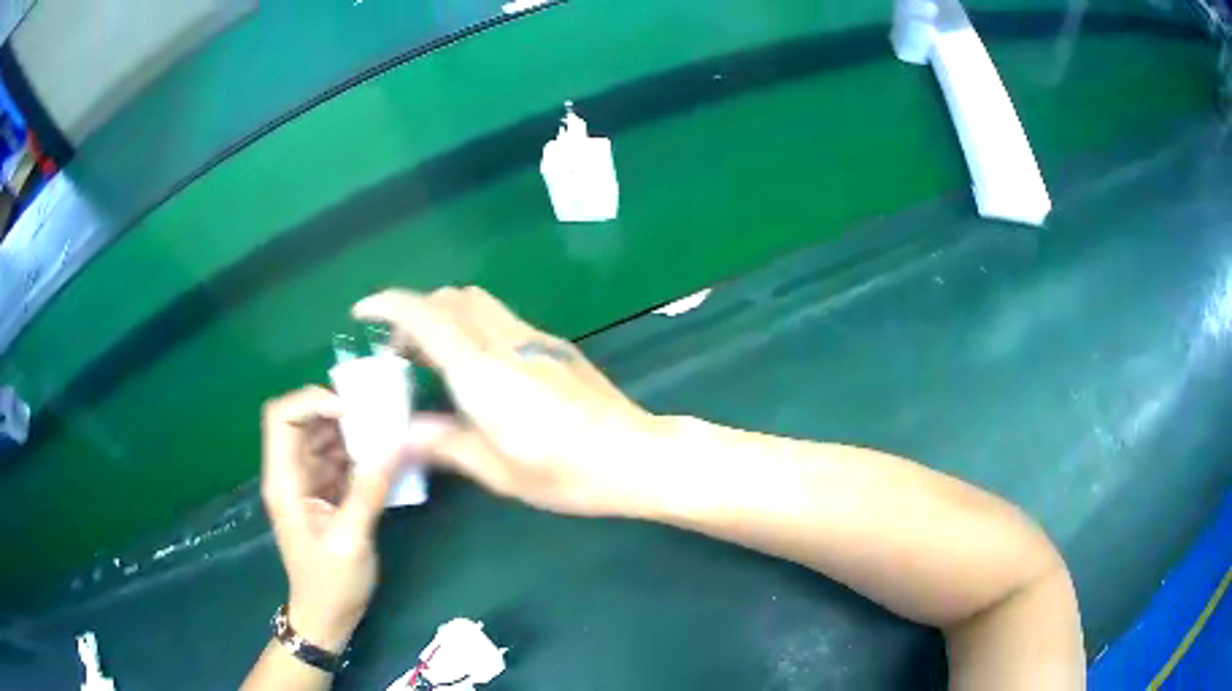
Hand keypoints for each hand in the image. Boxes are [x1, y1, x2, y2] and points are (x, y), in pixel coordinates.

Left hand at [260, 387, 401, 652]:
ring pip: (321, 436)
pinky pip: (336, 458)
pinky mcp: (322, 492)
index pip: (281, 417)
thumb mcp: (352, 540)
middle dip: (336, 411)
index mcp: (284, 481)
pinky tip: (382, 458)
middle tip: (376, 416)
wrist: (327, 616)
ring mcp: (305, 482)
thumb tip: (397, 442)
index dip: (310, 401)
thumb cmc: (332, 583)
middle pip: (301, 420)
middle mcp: (289, 474)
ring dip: (350, 431)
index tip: (349, 410)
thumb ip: (370, 490)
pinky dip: (357, 452)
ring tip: (385, 433)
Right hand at [353, 286, 662, 517]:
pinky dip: (472, 326)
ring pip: (477, 303)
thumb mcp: (497, 470)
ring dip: (445, 315)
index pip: (426, 317)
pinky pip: (501, 318)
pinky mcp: (555, 345)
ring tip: (433, 359)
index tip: (362, 312)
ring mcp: (535, 338)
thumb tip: (400, 434)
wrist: (635, 455)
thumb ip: (443, 444)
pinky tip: (478, 368)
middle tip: (399, 354)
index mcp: (482, 372)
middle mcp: (506, 342)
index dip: (388, 305)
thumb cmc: (566, 473)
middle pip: (450, 298)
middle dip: (414, 313)